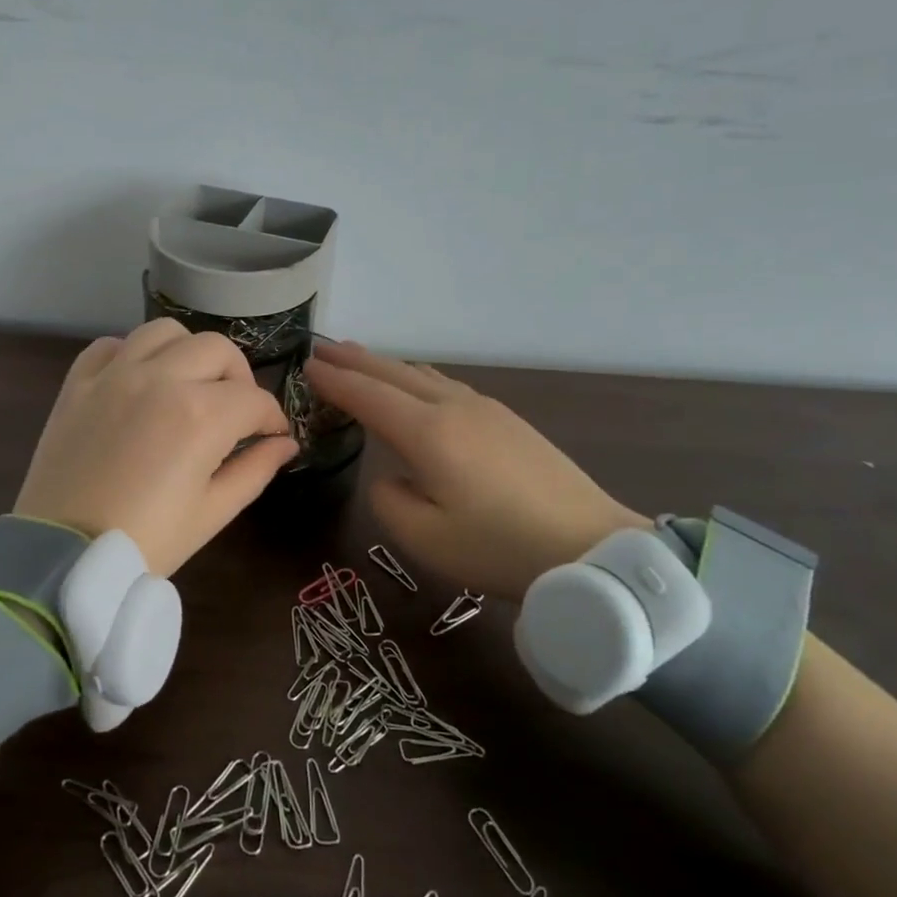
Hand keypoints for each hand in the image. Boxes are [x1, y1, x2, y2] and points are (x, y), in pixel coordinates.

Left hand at [14, 319, 298, 577]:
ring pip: (166, 332)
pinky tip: (139, 381)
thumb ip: (256, 469)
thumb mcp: (213, 512)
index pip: (255, 400)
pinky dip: (133, 354)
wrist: (64, 557)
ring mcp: (115, 375)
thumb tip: (285, 444)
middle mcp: (161, 379)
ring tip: (189, 384)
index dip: (273, 419)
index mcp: (202, 415)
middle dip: (239, 378)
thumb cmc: (148, 541)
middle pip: (218, 350)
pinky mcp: (78, 383)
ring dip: (189, 352)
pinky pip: (111, 345)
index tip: (273, 436)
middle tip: (237, 411)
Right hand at [303, 340, 647, 598]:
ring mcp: (485, 409)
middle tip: (323, 350)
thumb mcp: (424, 538)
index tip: (306, 366)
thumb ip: (389, 499)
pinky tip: (416, 385)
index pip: (368, 396)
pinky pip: (447, 385)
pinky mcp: (508, 420)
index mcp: (428, 433)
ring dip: (386, 365)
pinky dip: (416, 377)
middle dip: (355, 360)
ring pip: (423, 374)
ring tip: (361, 360)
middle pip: (394, 373)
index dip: (334, 381)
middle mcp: (453, 408)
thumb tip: (390, 475)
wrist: (590, 547)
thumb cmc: (498, 547)